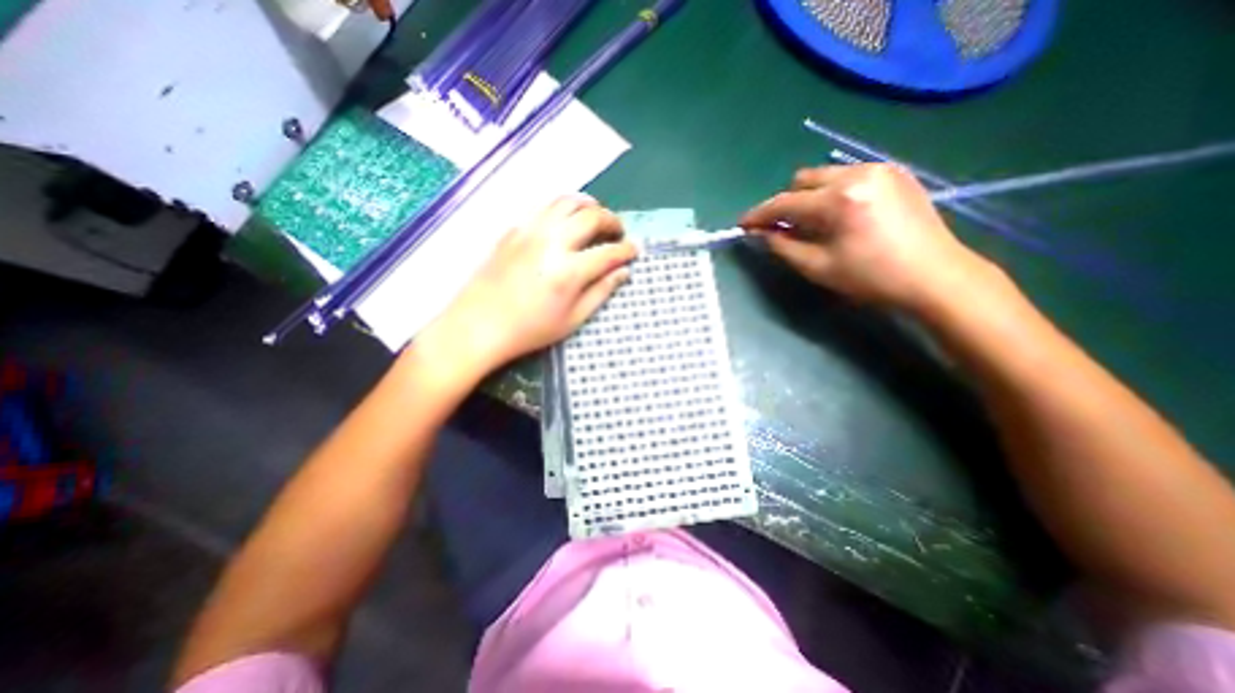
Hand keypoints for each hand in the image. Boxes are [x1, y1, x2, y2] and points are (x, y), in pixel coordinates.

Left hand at [420, 196, 640, 379]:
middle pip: (591, 217)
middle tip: (618, 232)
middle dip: (612, 221)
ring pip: (567, 202)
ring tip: (596, 217)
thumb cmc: (530, 330)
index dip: (626, 250)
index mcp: (569, 271)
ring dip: (588, 205)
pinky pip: (544, 206)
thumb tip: (623, 273)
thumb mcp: (572, 320)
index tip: (634, 251)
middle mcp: (552, 242)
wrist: (479, 325)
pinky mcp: (514, 229)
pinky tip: (566, 220)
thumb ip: (600, 292)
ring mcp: (530, 231)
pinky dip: (563, 207)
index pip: (608, 252)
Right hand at [743, 162, 989, 314]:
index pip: (784, 203)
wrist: (936, 276)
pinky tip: (839, 216)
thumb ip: (782, 246)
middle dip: (786, 203)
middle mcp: (857, 174)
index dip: (759, 214)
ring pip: (824, 176)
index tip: (742, 224)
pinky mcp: (894, 173)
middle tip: (783, 228)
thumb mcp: (817, 268)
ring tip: (813, 224)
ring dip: (809, 197)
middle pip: (802, 180)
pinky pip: (848, 176)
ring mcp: (879, 169)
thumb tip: (761, 233)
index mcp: (838, 200)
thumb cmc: (871, 278)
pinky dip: (832, 193)